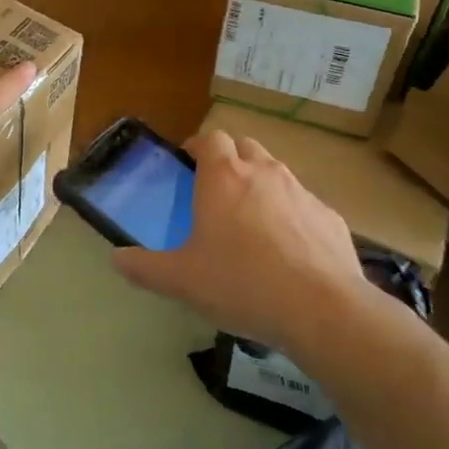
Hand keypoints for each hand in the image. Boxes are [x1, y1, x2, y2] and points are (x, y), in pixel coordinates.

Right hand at [112, 128, 380, 356]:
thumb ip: (145, 267)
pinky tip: (288, 253)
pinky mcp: (330, 217)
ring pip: (277, 174)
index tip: (188, 166)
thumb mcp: (182, 280)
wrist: (322, 309)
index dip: (197, 147)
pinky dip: (292, 217)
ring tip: (252, 225)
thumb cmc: (242, 283)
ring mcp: (302, 192)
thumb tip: (117, 258)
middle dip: (230, 161)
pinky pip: (304, 206)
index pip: (210, 138)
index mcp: (224, 177)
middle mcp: (264, 173)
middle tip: (216, 194)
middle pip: (245, 147)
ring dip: (261, 187)